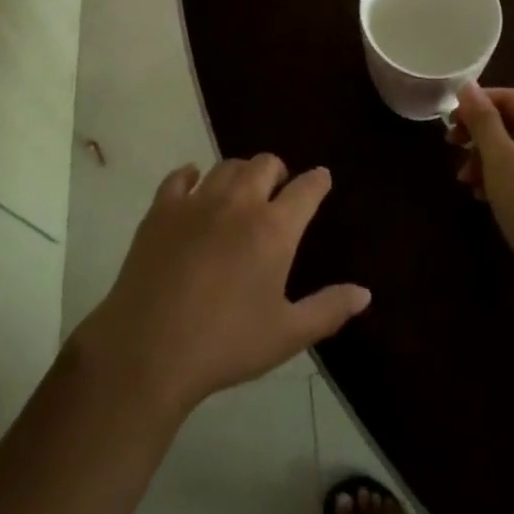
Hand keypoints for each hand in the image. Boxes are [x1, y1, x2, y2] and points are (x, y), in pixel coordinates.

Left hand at [70, 156, 370, 416]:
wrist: (148, 350)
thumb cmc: (225, 345)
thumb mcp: (286, 335)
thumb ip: (328, 309)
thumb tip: (365, 293)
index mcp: (274, 228)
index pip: (307, 188)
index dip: (318, 181)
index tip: (321, 179)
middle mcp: (239, 202)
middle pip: (265, 164)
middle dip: (278, 171)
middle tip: (278, 190)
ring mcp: (197, 201)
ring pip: (227, 166)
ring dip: (240, 172)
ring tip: (240, 190)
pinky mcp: (161, 209)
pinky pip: (180, 177)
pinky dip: (191, 175)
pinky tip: (193, 183)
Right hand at [451, 85, 513, 287]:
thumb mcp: (498, 156)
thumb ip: (482, 119)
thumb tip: (468, 86)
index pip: (509, 97)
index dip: (477, 102)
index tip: (451, 119)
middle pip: (509, 122)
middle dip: (476, 132)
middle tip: (450, 144)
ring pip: (510, 149)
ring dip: (482, 158)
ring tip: (463, 179)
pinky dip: (497, 177)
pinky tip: (480, 196)